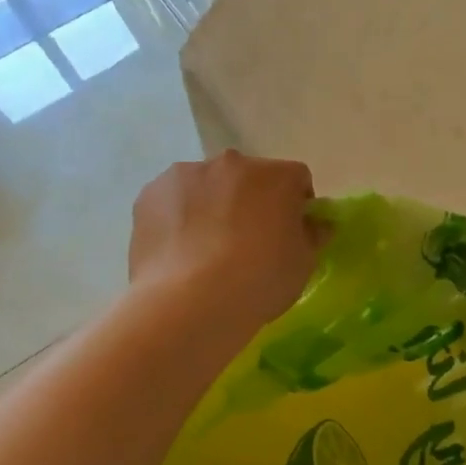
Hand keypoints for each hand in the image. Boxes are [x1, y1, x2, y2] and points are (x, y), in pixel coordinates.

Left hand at [129, 151, 323, 339]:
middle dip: (252, 201)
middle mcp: (232, 163)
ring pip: (208, 186)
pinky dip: (179, 217)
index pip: (296, 180)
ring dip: (213, 206)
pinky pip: (174, 201)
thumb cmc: (260, 280)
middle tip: (249, 243)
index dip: (297, 205)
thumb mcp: (304, 264)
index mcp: (276, 175)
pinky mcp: (149, 194)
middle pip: (249, 178)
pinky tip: (180, 252)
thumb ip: (313, 235)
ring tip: (207, 250)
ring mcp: (186, 174)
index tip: (290, 234)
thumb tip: (316, 223)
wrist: (190, 302)